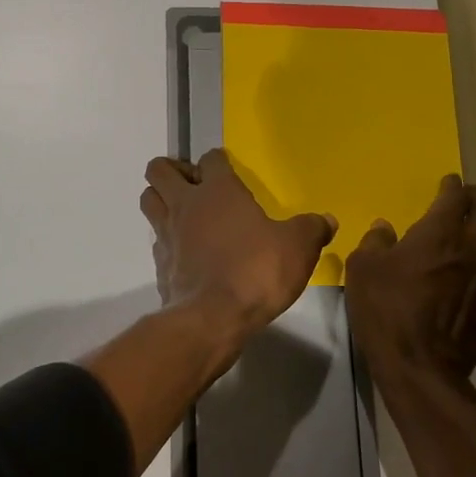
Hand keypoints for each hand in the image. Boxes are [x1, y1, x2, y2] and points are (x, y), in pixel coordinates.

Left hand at [139, 150, 336, 334]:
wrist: (213, 318)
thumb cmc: (256, 271)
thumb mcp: (297, 247)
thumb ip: (312, 229)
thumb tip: (327, 220)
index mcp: (218, 190)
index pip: (210, 158)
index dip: (218, 161)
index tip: (228, 170)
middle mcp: (186, 204)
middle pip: (158, 170)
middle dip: (172, 170)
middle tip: (195, 185)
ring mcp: (167, 234)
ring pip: (148, 199)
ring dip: (160, 199)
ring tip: (183, 211)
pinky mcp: (160, 264)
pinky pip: (156, 240)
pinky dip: (165, 240)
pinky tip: (184, 252)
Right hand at [344, 175, 475, 386]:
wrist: (420, 367)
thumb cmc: (386, 312)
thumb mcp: (362, 270)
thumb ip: (375, 242)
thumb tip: (384, 228)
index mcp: (439, 233)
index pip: (456, 197)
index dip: (452, 186)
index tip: (448, 183)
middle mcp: (473, 247)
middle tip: (467, 201)